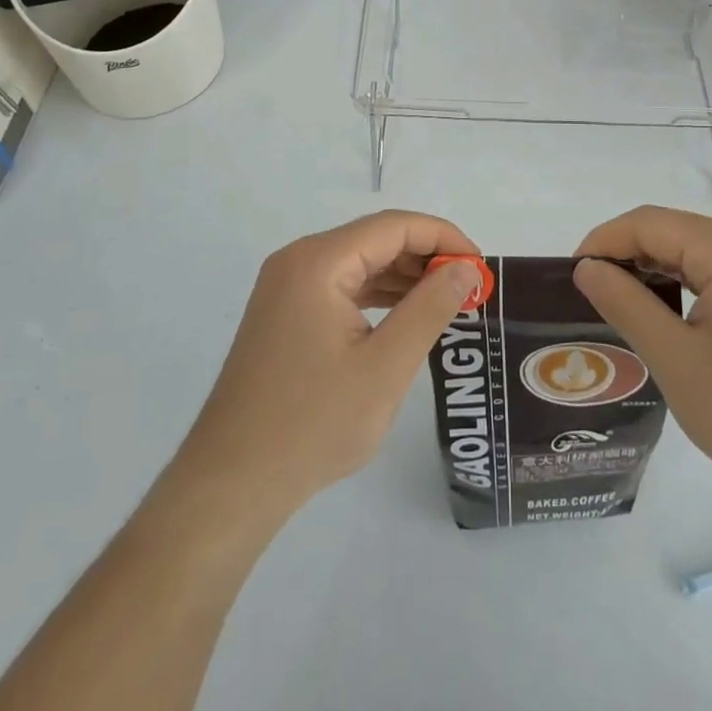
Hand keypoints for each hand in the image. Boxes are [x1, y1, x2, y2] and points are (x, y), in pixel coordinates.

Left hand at [174, 211, 481, 510]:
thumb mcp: (385, 367)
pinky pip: (340, 286)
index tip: (480, 266)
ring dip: (403, 277)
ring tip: (448, 301)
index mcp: (318, 261)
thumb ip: (429, 308)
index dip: (443, 237)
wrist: (231, 483)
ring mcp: (286, 287)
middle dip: (425, 257)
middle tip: (470, 288)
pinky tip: (405, 316)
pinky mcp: (284, 313)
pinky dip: (377, 295)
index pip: (394, 226)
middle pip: (374, 239)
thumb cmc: (312, 424)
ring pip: (358, 262)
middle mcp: (299, 261)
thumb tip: (465, 268)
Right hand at [573, 206, 711, 504]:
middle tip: (591, 297)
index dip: (603, 242)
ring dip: (653, 270)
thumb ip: (626, 305)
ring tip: (622, 308)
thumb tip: (586, 269)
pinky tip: (668, 316)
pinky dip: (683, 283)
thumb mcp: (678, 361)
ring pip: (692, 250)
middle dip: (625, 256)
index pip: (647, 222)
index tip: (571, 277)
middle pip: (670, 230)